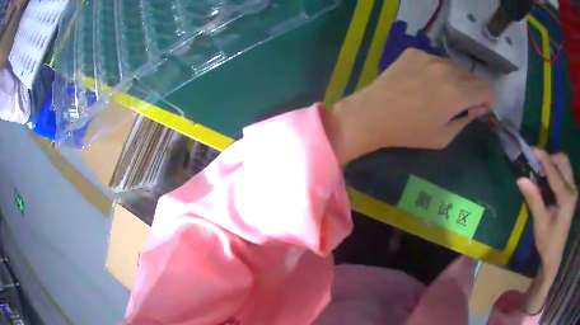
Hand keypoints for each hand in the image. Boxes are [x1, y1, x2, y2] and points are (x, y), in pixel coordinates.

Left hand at [327, 49, 492, 163]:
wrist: (373, 113)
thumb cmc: (409, 132)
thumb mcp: (444, 136)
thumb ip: (466, 119)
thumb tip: (478, 106)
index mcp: (457, 93)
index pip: (486, 88)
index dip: (485, 99)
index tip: (478, 106)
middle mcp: (446, 69)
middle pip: (472, 75)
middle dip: (471, 89)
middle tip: (458, 102)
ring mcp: (428, 56)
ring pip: (454, 66)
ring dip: (454, 78)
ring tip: (439, 91)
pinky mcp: (413, 52)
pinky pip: (434, 60)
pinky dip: (436, 70)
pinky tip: (421, 81)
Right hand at [517, 150, 576, 278]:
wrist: (555, 256)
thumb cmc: (548, 243)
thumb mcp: (540, 223)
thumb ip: (534, 199)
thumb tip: (521, 179)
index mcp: (566, 198)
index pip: (555, 172)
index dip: (544, 159)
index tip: (532, 149)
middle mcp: (572, 189)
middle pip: (563, 161)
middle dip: (550, 158)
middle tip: (537, 163)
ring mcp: (573, 190)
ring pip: (565, 164)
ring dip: (554, 163)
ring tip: (542, 171)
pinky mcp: (572, 192)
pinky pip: (565, 172)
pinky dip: (556, 171)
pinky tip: (548, 179)